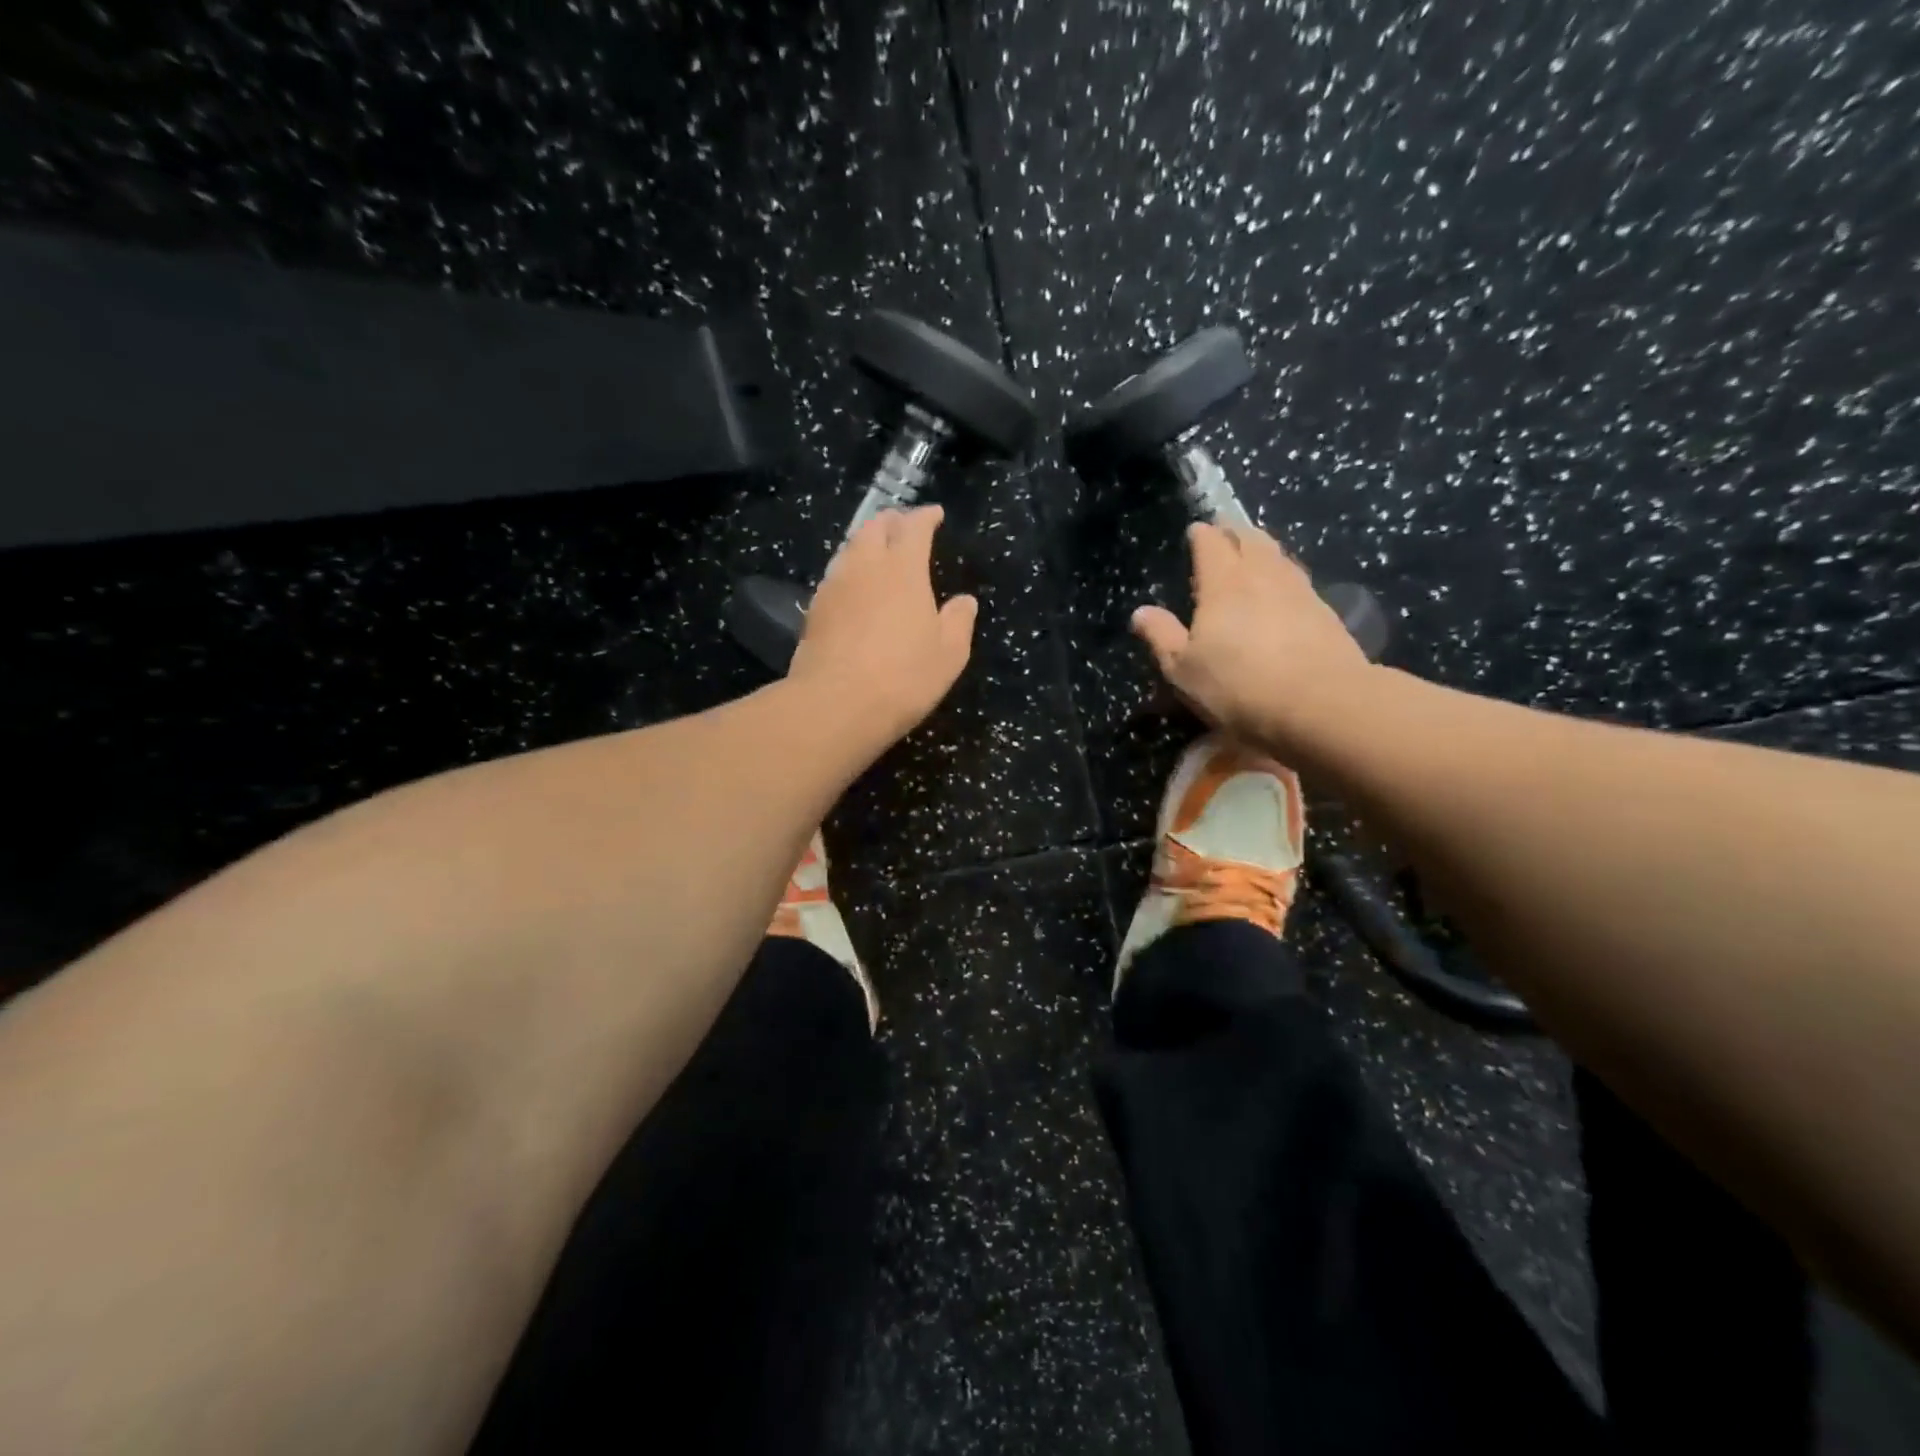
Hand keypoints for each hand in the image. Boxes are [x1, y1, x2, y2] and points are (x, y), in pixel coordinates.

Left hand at [788, 505, 977, 741]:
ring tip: (877, 554)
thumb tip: (965, 601)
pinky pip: (834, 577)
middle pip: (874, 528)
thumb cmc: (904, 677)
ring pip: (849, 549)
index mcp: (903, 569)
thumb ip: (959, 621)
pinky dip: (848, 573)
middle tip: (903, 528)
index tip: (935, 514)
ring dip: (865, 544)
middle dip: (891, 522)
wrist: (836, 705)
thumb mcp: (949, 654)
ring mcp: (833, 586)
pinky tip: (854, 590)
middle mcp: (864, 566)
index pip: (914, 527)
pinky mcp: (813, 610)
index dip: (925, 517)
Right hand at [1131, 522, 1371, 746]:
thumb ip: (1162, 636)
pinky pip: (1298, 581)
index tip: (1195, 531)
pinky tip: (1283, 590)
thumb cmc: (1239, 686)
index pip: (1211, 543)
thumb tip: (1141, 612)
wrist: (1321, 705)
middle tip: (1225, 533)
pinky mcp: (1326, 613)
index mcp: (1223, 583)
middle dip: (1235, 533)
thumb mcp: (1183, 670)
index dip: (1201, 535)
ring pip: (1278, 556)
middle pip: (1250, 540)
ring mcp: (1300, 591)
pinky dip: (1284, 576)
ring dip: (1263, 550)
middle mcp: (1263, 576)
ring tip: (1254, 554)